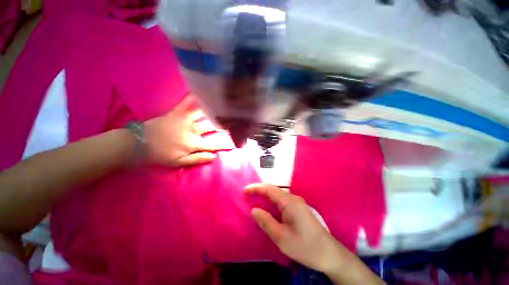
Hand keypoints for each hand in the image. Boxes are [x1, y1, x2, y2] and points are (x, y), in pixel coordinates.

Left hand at [144, 95, 233, 166]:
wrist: (138, 143)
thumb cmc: (160, 154)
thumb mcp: (179, 162)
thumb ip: (197, 159)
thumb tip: (214, 156)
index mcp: (193, 143)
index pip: (213, 144)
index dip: (225, 144)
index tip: (235, 143)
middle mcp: (192, 130)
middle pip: (211, 126)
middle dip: (224, 124)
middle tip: (235, 120)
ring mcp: (184, 119)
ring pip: (203, 113)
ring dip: (214, 110)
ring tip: (223, 105)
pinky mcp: (176, 112)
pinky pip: (186, 102)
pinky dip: (193, 96)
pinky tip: (200, 90)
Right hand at [243, 183, 339, 272]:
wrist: (329, 254)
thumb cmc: (305, 247)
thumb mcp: (282, 238)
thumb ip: (266, 222)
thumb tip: (254, 210)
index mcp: (289, 202)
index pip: (269, 189)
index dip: (256, 188)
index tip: (244, 190)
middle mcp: (293, 198)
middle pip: (273, 190)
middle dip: (259, 190)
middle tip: (247, 195)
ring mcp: (297, 203)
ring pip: (278, 194)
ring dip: (265, 195)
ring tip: (254, 198)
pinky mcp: (299, 208)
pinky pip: (282, 200)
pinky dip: (272, 201)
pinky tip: (268, 207)